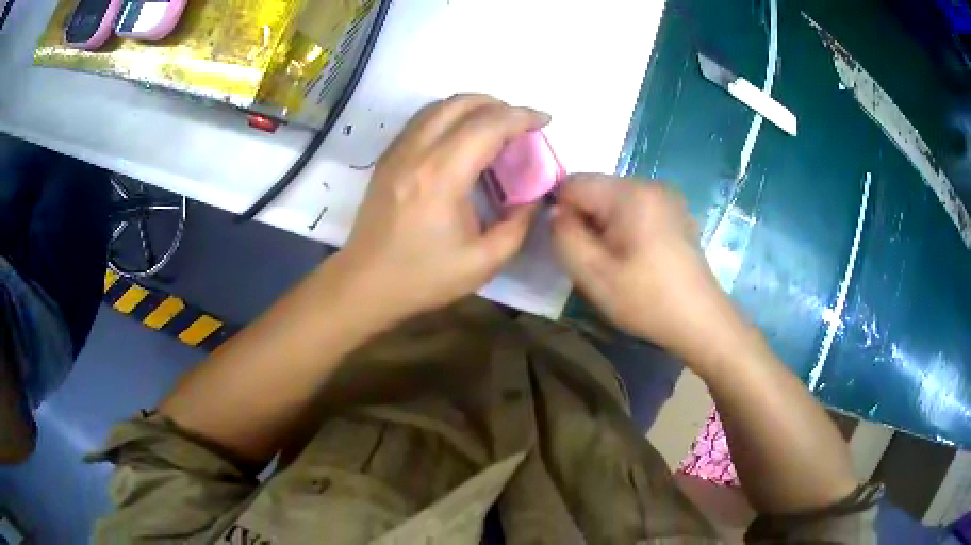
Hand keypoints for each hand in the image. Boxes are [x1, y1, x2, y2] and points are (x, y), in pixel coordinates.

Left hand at [337, 94, 546, 325]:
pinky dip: (449, 116)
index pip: (489, 124)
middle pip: (462, 103)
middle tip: (521, 124)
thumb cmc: (424, 277)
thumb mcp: (484, 262)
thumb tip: (534, 194)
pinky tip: (461, 136)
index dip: (522, 116)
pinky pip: (422, 120)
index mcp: (443, 175)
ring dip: (473, 106)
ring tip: (495, 126)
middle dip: (499, 104)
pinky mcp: (387, 157)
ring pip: (439, 106)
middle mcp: (417, 151)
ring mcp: (397, 151)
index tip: (544, 120)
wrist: (365, 283)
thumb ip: (518, 224)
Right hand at [551, 174, 737, 360]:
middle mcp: (650, 183)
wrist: (701, 321)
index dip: (563, 213)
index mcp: (630, 193)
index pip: (573, 183)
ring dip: (606, 225)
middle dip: (586, 220)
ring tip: (619, 261)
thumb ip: (564, 237)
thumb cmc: (647, 299)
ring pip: (614, 200)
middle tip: (598, 260)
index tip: (575, 248)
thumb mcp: (593, 275)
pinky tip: (640, 257)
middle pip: (596, 189)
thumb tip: (556, 213)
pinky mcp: (677, 212)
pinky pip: (636, 208)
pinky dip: (627, 227)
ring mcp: (667, 196)